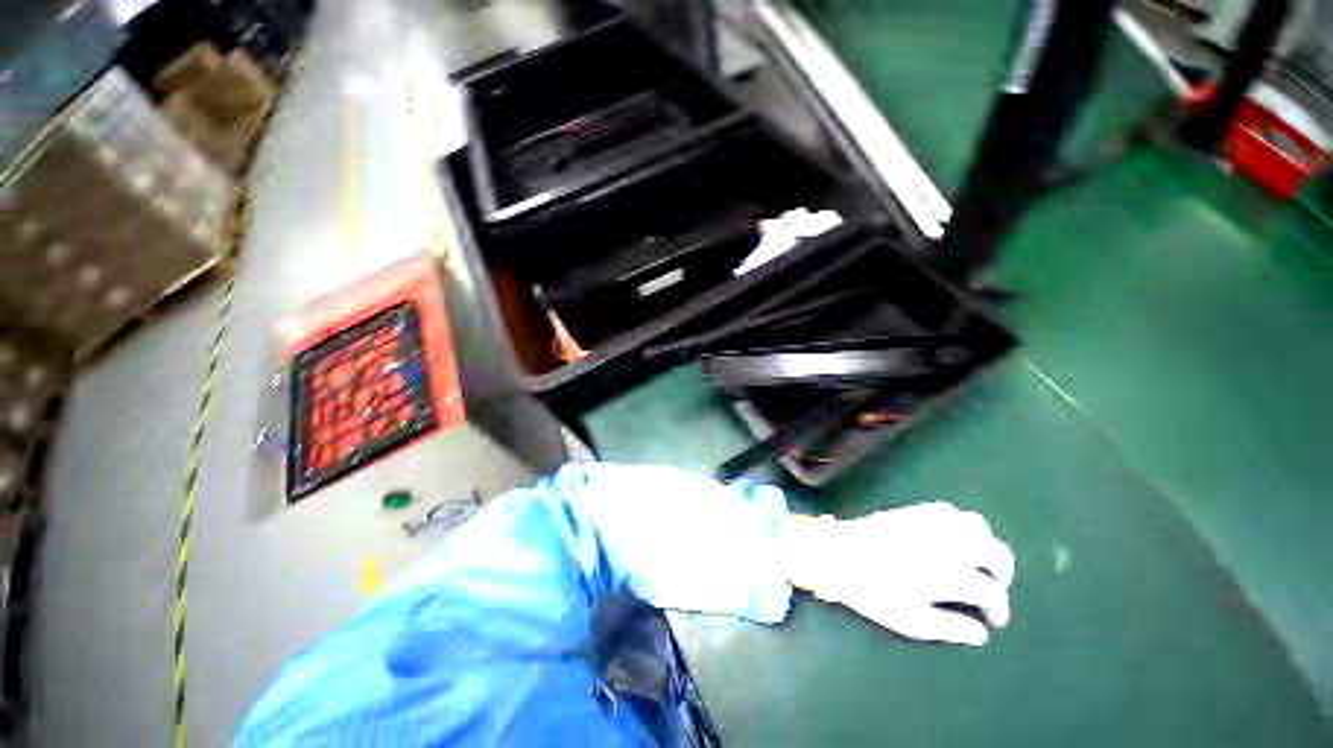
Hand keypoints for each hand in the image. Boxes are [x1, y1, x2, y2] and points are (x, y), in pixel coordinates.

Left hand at [784, 501, 1014, 645]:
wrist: (838, 552)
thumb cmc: (873, 591)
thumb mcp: (912, 620)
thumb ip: (951, 627)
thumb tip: (981, 633)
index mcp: (952, 573)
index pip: (991, 591)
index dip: (998, 609)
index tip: (992, 619)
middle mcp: (949, 543)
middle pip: (996, 552)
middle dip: (1001, 572)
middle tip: (991, 587)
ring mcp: (931, 521)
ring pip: (977, 525)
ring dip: (984, 544)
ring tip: (976, 561)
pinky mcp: (914, 509)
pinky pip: (949, 510)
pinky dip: (960, 524)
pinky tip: (951, 538)